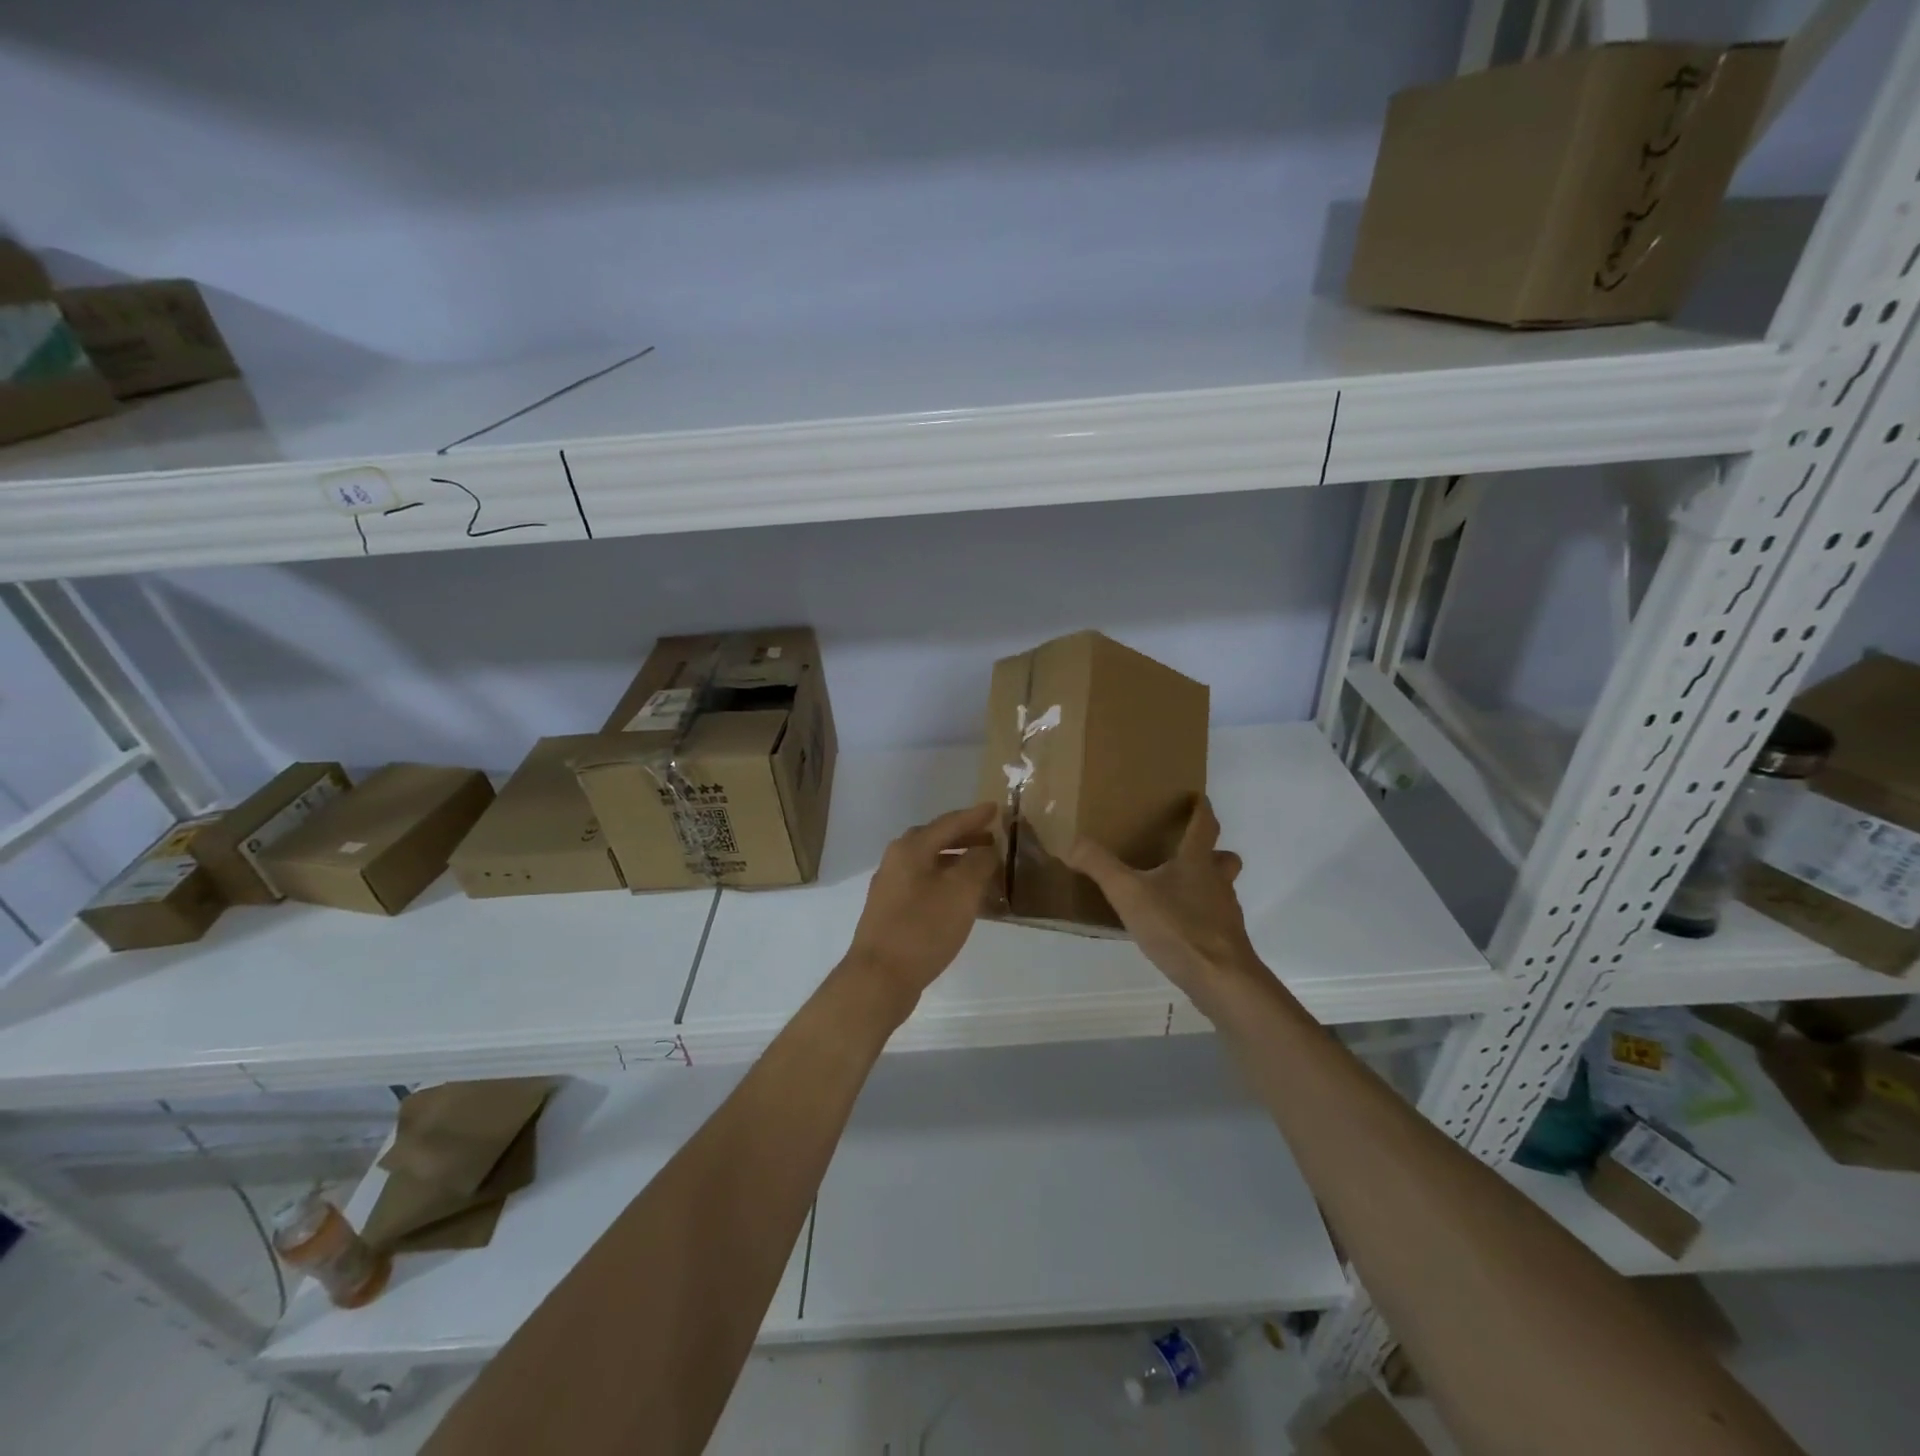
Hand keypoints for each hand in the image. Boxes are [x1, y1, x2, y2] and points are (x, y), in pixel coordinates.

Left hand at [845, 803, 1000, 1008]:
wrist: (879, 977)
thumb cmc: (923, 928)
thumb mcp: (961, 891)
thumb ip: (978, 862)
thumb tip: (986, 848)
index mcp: (911, 848)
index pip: (949, 822)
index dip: (975, 816)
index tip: (996, 808)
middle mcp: (896, 860)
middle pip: (936, 839)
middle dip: (965, 837)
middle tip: (991, 838)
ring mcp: (890, 886)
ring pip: (929, 862)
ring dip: (956, 860)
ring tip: (982, 868)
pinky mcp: (891, 910)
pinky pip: (924, 883)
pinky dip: (946, 881)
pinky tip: (961, 898)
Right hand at [1066, 797, 1261, 1010]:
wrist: (1222, 979)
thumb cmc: (1178, 927)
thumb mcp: (1129, 894)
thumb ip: (1100, 866)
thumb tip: (1072, 842)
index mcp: (1196, 862)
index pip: (1204, 825)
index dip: (1201, 809)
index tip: (1198, 797)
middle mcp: (1216, 882)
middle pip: (1223, 858)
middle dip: (1211, 851)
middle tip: (1187, 852)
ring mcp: (1225, 913)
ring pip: (1220, 889)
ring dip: (1205, 885)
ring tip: (1174, 892)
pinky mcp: (1226, 941)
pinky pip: (1214, 918)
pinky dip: (1199, 917)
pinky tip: (1176, 929)